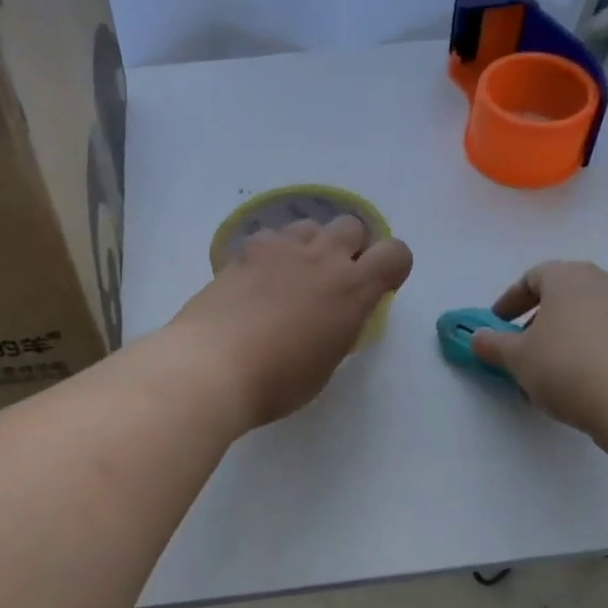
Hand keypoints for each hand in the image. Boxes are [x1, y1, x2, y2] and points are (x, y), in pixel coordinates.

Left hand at [168, 216, 413, 429]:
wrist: (212, 365)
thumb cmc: (276, 381)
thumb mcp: (324, 364)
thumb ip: (338, 330)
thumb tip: (332, 319)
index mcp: (353, 289)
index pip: (396, 253)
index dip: (392, 267)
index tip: (377, 288)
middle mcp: (322, 258)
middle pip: (351, 226)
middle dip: (349, 248)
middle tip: (330, 281)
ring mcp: (281, 248)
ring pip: (309, 225)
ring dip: (310, 246)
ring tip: (290, 277)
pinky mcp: (245, 251)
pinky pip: (270, 238)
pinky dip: (270, 254)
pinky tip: (254, 282)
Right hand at [468, 260, 607, 439]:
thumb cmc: (567, 365)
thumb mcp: (516, 357)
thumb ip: (492, 344)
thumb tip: (479, 338)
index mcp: (568, 277)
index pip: (533, 277)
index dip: (510, 300)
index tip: (497, 324)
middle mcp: (601, 284)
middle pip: (561, 295)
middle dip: (536, 320)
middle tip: (519, 346)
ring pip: (583, 318)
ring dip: (560, 338)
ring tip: (544, 372)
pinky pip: (604, 337)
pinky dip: (584, 351)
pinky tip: (574, 383)